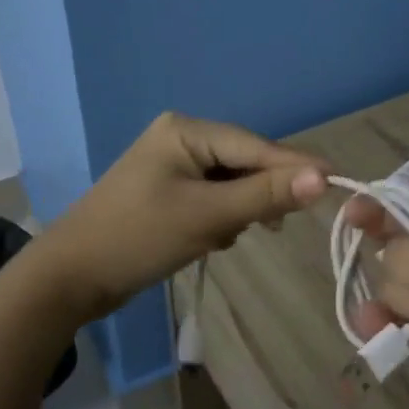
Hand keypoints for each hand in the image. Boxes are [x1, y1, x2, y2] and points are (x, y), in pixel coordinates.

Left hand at [40, 112, 328, 318]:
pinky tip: (214, 239)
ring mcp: (173, 164)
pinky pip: (213, 196)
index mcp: (186, 130)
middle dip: (261, 193)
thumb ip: (265, 195)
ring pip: (231, 182)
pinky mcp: (168, 190)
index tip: (339, 181)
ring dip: (241, 209)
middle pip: (245, 161)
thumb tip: (323, 178)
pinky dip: (221, 216)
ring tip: (230, 236)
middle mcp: (182, 137)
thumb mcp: (208, 217)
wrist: (69, 279)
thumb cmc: (138, 238)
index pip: (255, 146)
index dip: (296, 166)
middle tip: (283, 224)